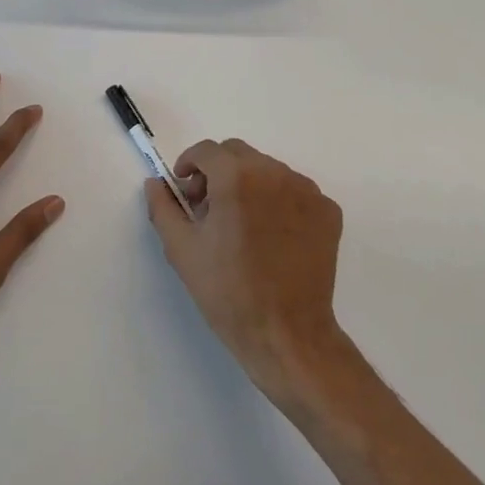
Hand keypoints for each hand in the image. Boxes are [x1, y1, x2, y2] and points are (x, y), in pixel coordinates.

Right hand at [146, 138, 353, 407]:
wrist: (286, 334)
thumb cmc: (228, 292)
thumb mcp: (182, 250)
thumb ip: (164, 207)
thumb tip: (156, 183)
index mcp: (236, 177)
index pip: (207, 150)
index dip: (189, 165)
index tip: (185, 191)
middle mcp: (275, 172)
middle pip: (238, 154)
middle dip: (218, 172)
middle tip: (208, 208)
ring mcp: (307, 190)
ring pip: (268, 171)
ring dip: (249, 185)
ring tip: (242, 225)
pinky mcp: (328, 210)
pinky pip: (296, 192)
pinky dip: (279, 202)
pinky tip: (272, 237)